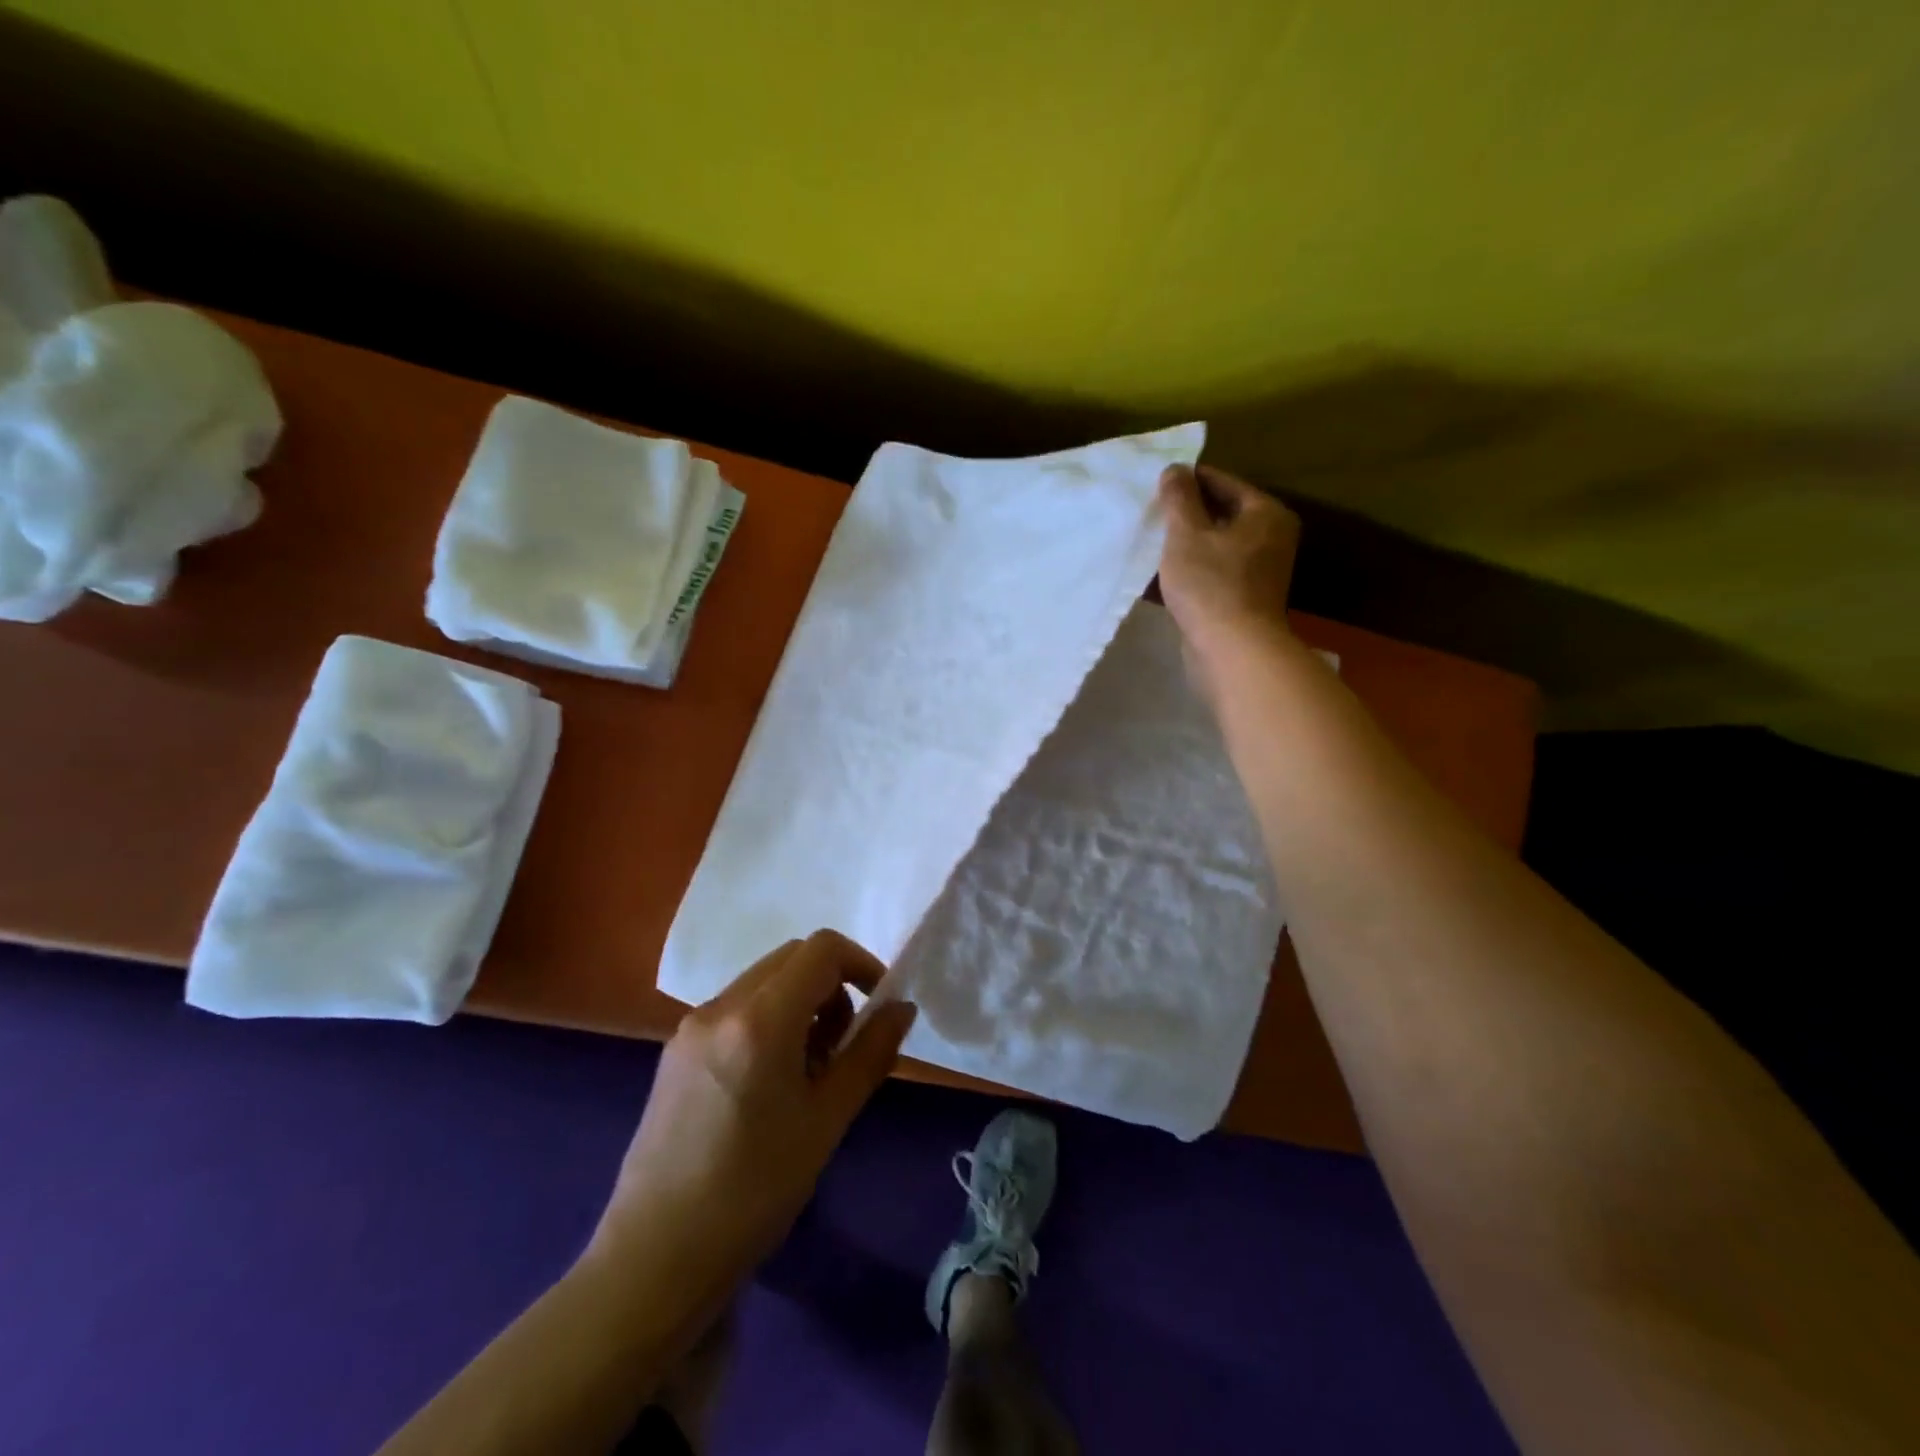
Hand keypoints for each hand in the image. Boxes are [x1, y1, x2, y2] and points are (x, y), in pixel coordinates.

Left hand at [588, 931, 915, 1309]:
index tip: (879, 1007)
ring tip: (807, 1072)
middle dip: (831, 985)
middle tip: (843, 1045)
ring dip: (800, 1003)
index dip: (861, 964)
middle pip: (791, 958)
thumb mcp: (827, 1121)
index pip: (821, 949)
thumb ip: (870, 1053)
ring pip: (763, 982)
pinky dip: (768, 1020)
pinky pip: (735, 1009)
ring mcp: (691, 1027)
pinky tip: (768, 1083)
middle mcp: (720, 1007)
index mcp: (759, 1019)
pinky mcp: (675, 1051)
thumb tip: (901, 1008)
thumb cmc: (753, 1191)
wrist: (655, 1259)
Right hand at [1156, 464, 1300, 691]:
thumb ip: (1178, 498)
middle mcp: (1271, 537)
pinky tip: (1164, 573)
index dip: (1187, 480)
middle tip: (1150, 512)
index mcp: (1265, 513)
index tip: (1155, 484)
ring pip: (1216, 545)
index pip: (1222, 481)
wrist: (1233, 650)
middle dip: (1186, 513)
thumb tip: (1175, 469)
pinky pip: (1214, 572)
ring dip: (1187, 544)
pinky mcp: (1245, 598)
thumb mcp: (1187, 533)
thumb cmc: (1211, 584)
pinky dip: (1193, 569)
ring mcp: (1260, 571)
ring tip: (1152, 541)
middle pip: (1222, 513)